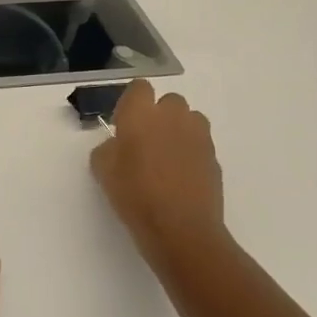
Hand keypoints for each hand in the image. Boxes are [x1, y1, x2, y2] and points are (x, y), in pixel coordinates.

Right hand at [90, 79, 232, 274]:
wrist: (181, 229)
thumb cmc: (134, 195)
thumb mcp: (102, 171)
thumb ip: (107, 148)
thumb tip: (118, 145)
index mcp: (141, 114)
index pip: (139, 88)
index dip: (132, 103)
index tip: (124, 124)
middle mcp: (173, 117)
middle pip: (169, 101)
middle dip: (159, 114)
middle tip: (145, 142)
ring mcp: (198, 136)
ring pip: (190, 119)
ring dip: (178, 130)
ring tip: (166, 157)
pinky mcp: (214, 157)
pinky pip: (200, 144)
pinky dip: (191, 153)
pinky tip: (180, 177)